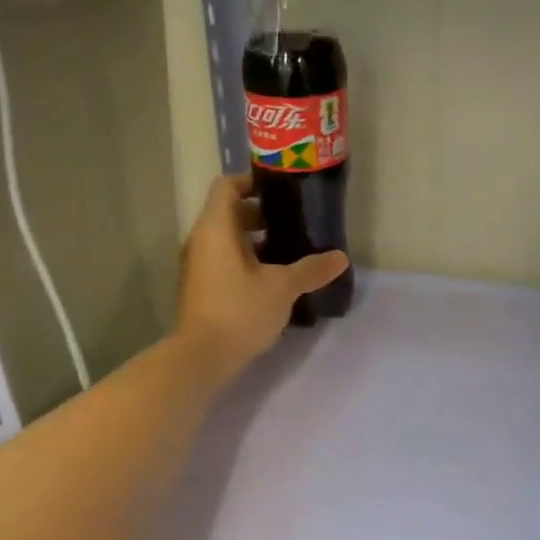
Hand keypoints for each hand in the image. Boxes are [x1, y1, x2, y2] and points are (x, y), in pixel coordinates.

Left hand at [174, 173, 349, 385]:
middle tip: (294, 222)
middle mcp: (201, 240)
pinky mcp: (201, 288)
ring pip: (227, 239)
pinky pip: (224, 260)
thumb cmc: (240, 310)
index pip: (227, 186)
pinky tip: (274, 278)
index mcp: (216, 228)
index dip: (253, 182)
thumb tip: (341, 258)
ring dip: (255, 240)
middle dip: (261, 214)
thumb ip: (311, 269)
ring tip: (290, 250)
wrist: (202, 357)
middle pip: (229, 212)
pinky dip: (247, 260)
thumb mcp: (282, 287)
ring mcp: (198, 265)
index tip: (282, 191)